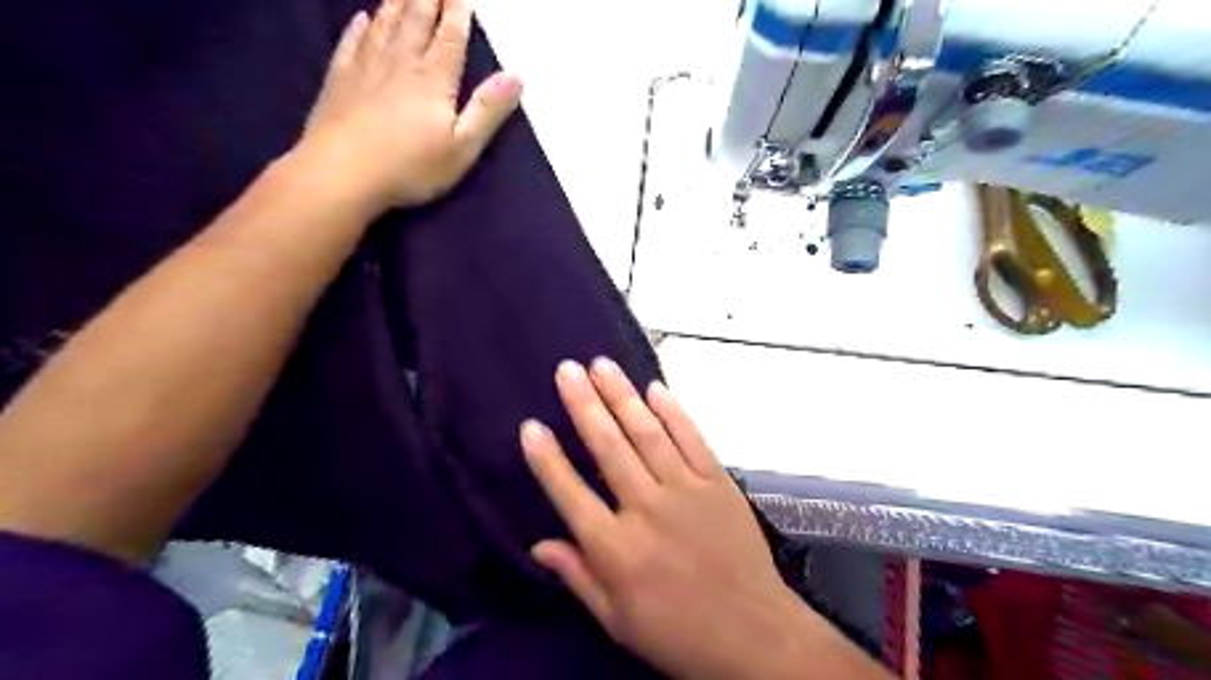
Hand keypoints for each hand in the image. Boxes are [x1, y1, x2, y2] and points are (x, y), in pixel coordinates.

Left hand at [301, 1, 520, 210]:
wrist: (341, 173)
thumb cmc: (410, 166)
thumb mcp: (462, 148)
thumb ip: (488, 111)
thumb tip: (516, 76)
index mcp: (433, 79)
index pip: (450, 36)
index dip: (458, 12)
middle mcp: (400, 63)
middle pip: (416, 19)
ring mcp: (365, 68)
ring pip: (384, 24)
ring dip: (397, 2)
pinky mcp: (339, 81)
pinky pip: (351, 43)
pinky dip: (360, 27)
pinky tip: (363, 18)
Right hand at [524, 360, 822, 675]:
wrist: (754, 635)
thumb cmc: (678, 633)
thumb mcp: (617, 621)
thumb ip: (578, 577)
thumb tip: (538, 545)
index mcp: (616, 550)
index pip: (571, 494)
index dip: (547, 459)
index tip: (530, 425)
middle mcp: (647, 511)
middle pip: (608, 448)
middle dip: (584, 405)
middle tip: (567, 370)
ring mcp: (686, 491)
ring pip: (647, 434)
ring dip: (622, 396)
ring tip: (601, 365)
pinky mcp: (718, 483)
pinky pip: (692, 439)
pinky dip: (673, 412)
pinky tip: (654, 388)